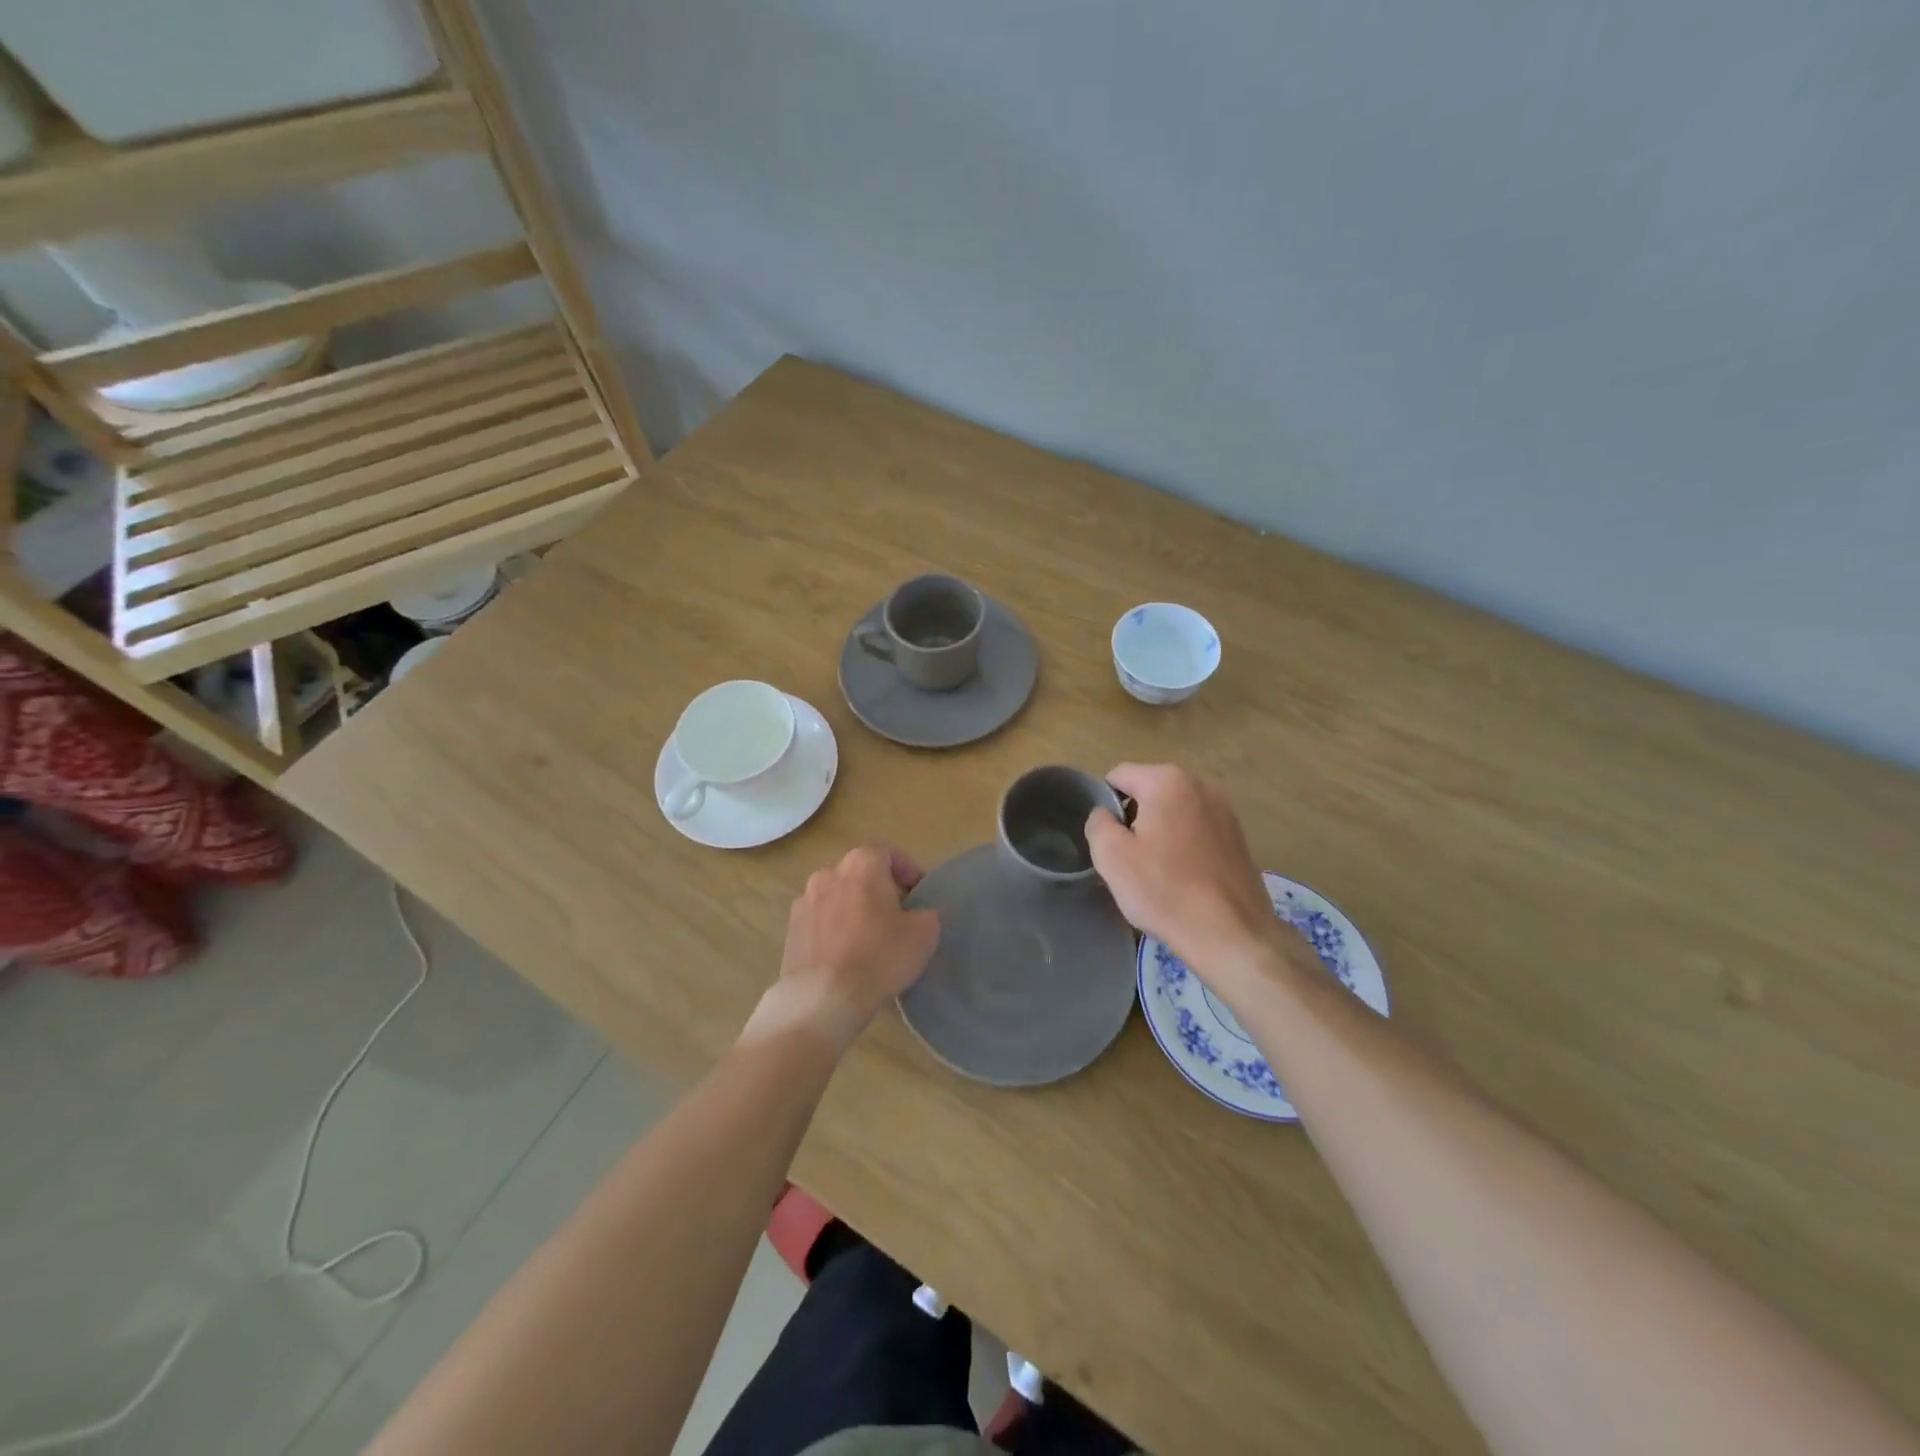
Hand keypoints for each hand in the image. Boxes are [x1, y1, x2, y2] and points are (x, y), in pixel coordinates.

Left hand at [748, 845, 940, 1051]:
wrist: (823, 998)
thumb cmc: (879, 956)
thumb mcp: (924, 933)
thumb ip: (926, 913)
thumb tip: (918, 914)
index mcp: (861, 864)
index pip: (887, 853)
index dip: (907, 871)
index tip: (918, 895)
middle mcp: (828, 873)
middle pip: (859, 873)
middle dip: (878, 889)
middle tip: (896, 915)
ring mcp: (804, 902)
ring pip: (836, 896)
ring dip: (852, 909)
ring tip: (868, 938)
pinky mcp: (790, 930)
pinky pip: (820, 921)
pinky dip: (833, 930)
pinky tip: (845, 956)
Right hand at [1085, 764, 1290, 978]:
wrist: (1231, 934)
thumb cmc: (1164, 890)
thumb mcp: (1111, 856)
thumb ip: (1098, 823)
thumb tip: (1105, 814)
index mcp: (1167, 781)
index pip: (1119, 776)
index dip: (1105, 804)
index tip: (1107, 839)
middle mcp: (1200, 786)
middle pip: (1149, 792)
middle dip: (1134, 819)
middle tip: (1128, 859)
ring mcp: (1225, 811)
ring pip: (1174, 813)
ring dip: (1160, 833)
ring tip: (1156, 872)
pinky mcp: (1239, 838)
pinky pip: (1197, 832)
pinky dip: (1184, 847)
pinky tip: (1183, 879)